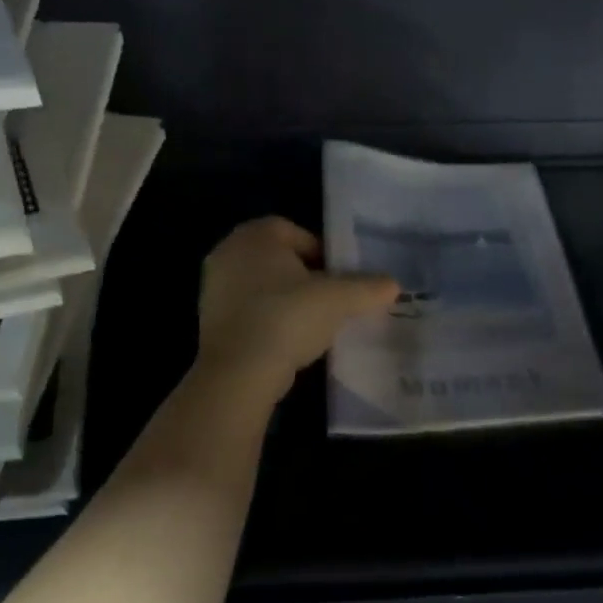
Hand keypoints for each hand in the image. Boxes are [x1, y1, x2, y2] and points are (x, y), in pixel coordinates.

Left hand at [196, 217, 399, 399]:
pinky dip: (268, 319)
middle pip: (278, 258)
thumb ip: (367, 287)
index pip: (295, 232)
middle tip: (330, 299)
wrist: (239, 371)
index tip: (339, 277)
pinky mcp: (209, 320)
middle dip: (305, 276)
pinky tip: (288, 341)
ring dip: (286, 299)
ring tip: (313, 323)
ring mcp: (214, 287)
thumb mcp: (339, 299)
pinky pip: (248, 310)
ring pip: (262, 285)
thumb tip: (393, 284)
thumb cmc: (288, 317)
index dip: (322, 252)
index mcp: (256, 235)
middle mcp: (228, 252)